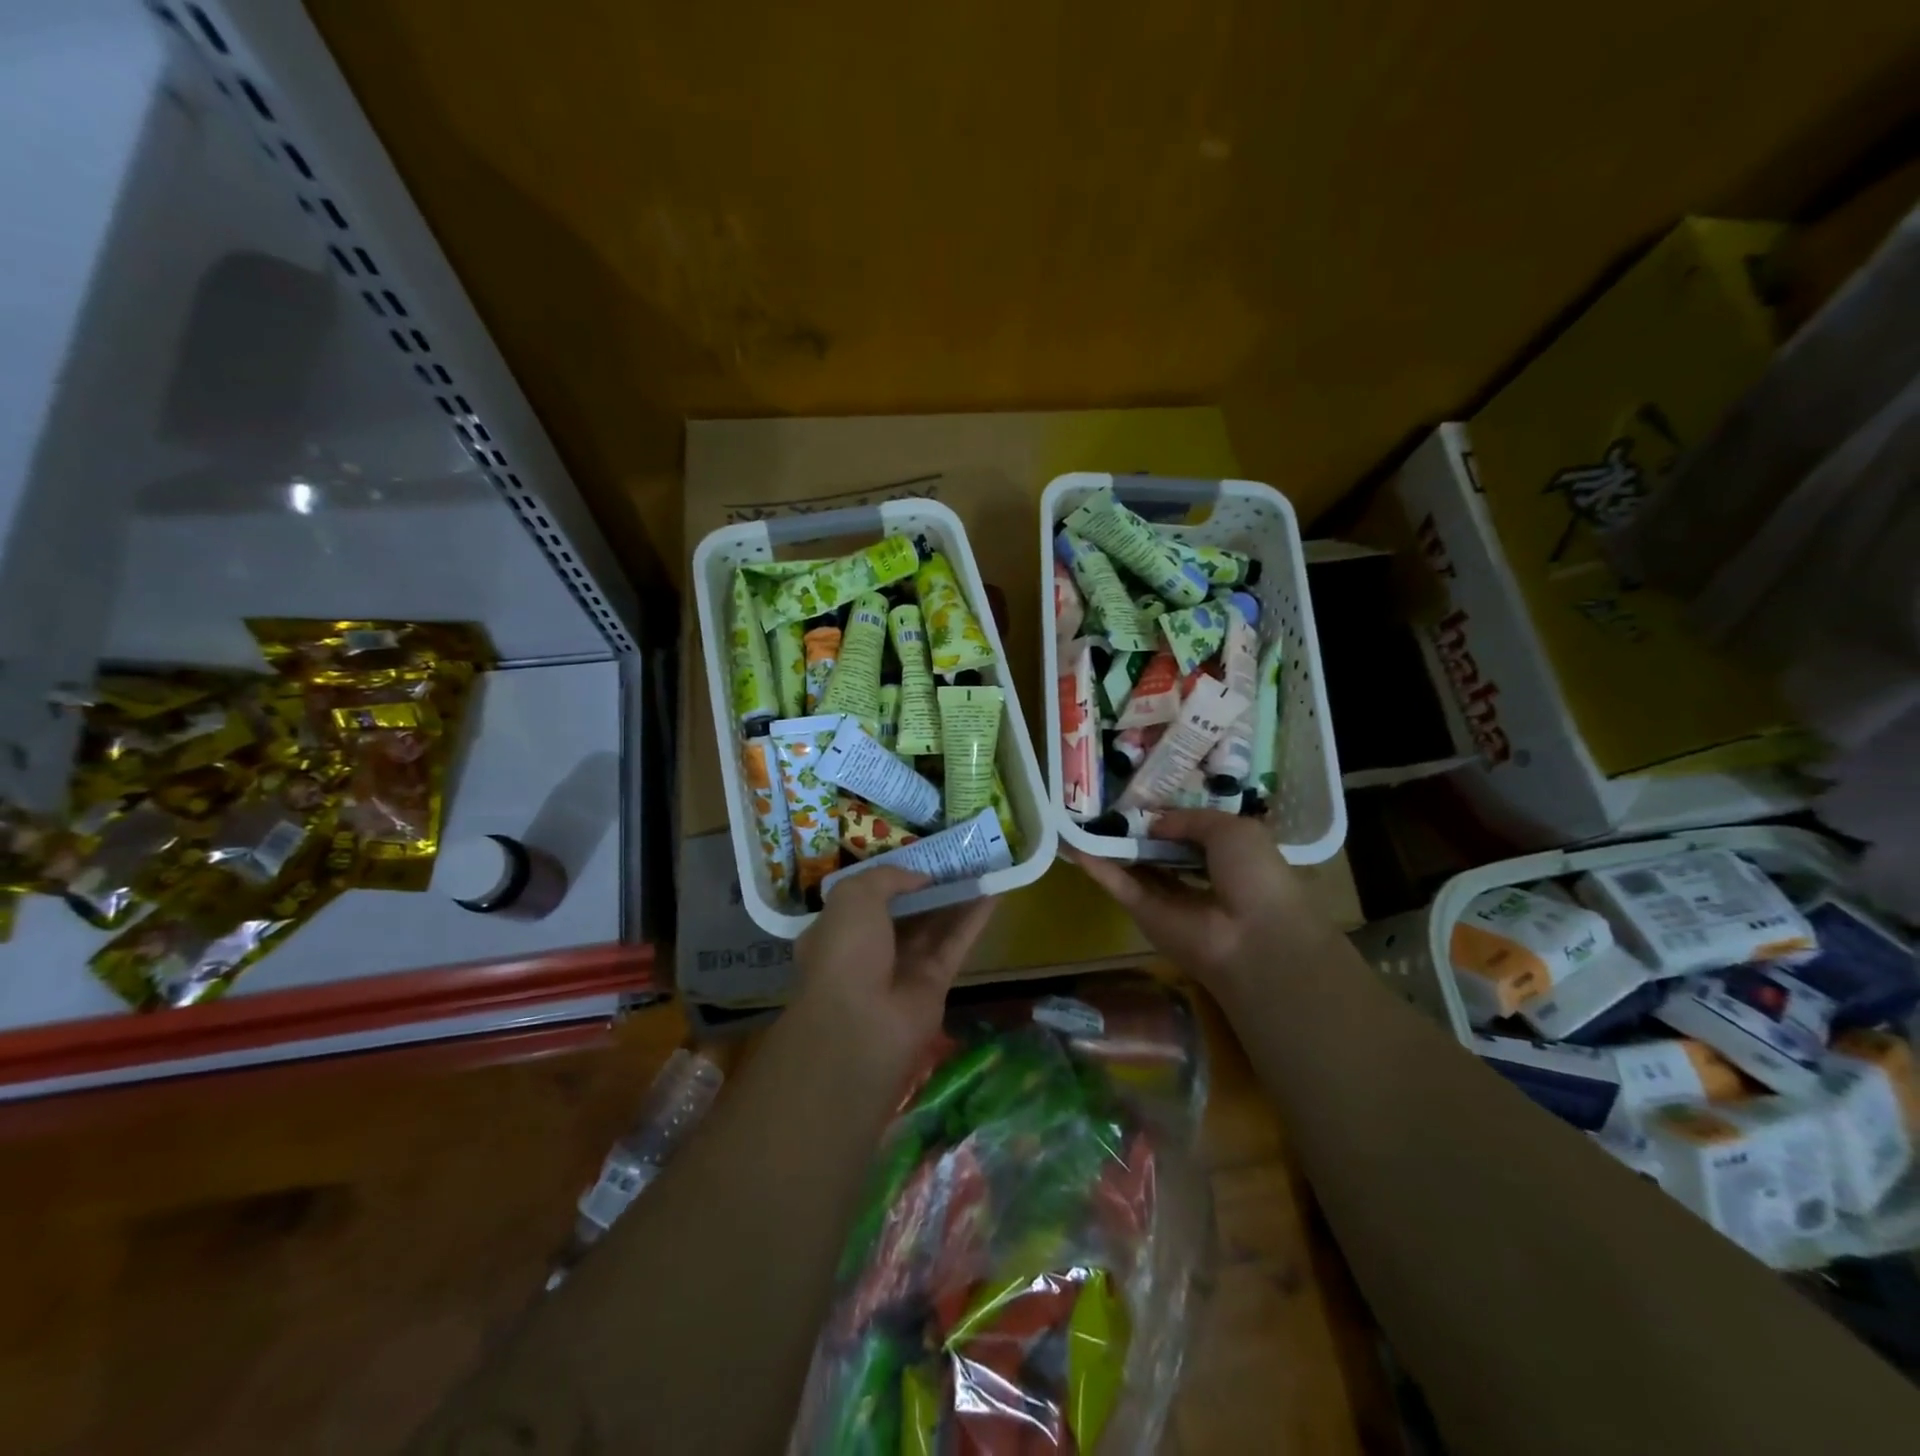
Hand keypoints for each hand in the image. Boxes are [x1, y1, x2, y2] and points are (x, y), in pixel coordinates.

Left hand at [793, 868, 996, 1071]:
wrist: (862, 1023)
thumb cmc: (846, 950)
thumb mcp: (853, 896)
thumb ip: (887, 877)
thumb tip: (920, 878)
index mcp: (837, 930)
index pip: (863, 899)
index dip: (888, 878)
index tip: (914, 857)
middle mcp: (869, 949)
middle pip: (903, 912)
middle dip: (926, 886)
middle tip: (955, 857)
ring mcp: (903, 968)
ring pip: (933, 926)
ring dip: (955, 897)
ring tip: (980, 865)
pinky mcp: (935, 983)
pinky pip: (956, 944)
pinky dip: (974, 919)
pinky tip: (994, 892)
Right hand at [1066, 809, 1325, 990]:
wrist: (1251, 935)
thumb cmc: (1254, 875)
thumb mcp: (1231, 829)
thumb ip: (1189, 819)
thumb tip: (1154, 823)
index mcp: (1227, 857)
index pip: (1192, 832)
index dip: (1170, 814)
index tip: (1143, 792)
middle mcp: (1196, 877)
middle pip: (1159, 849)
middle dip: (1137, 828)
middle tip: (1105, 799)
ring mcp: (1167, 898)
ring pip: (1133, 865)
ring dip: (1109, 844)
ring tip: (1079, 815)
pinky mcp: (1143, 913)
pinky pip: (1118, 884)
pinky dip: (1095, 865)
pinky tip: (1071, 842)